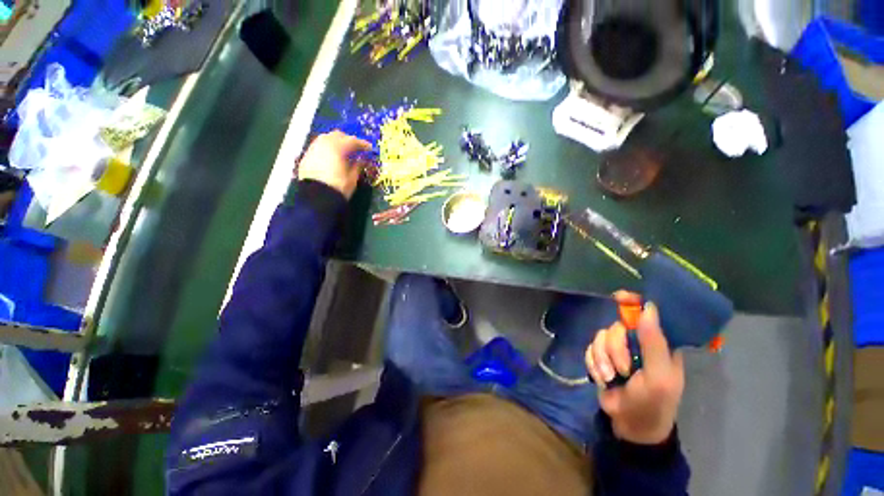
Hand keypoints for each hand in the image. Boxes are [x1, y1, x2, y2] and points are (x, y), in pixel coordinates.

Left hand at [297, 131, 371, 198]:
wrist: (316, 199)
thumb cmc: (338, 187)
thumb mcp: (353, 178)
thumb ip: (358, 166)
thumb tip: (360, 160)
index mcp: (337, 147)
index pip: (352, 141)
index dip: (362, 144)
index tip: (369, 149)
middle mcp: (323, 143)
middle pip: (337, 135)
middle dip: (348, 140)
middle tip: (356, 149)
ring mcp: (313, 149)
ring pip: (326, 139)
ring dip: (336, 143)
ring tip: (343, 152)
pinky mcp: (306, 157)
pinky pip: (318, 147)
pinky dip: (327, 149)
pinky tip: (332, 158)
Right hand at [585, 294, 684, 444]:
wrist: (630, 425)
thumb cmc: (653, 403)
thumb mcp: (659, 376)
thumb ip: (654, 343)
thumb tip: (649, 308)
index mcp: (658, 344)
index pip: (648, 314)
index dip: (634, 303)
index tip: (619, 297)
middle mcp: (637, 342)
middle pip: (617, 327)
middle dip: (615, 349)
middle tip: (622, 370)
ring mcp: (617, 350)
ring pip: (600, 337)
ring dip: (603, 359)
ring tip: (611, 378)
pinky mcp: (601, 357)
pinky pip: (590, 348)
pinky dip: (594, 364)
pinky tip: (602, 378)